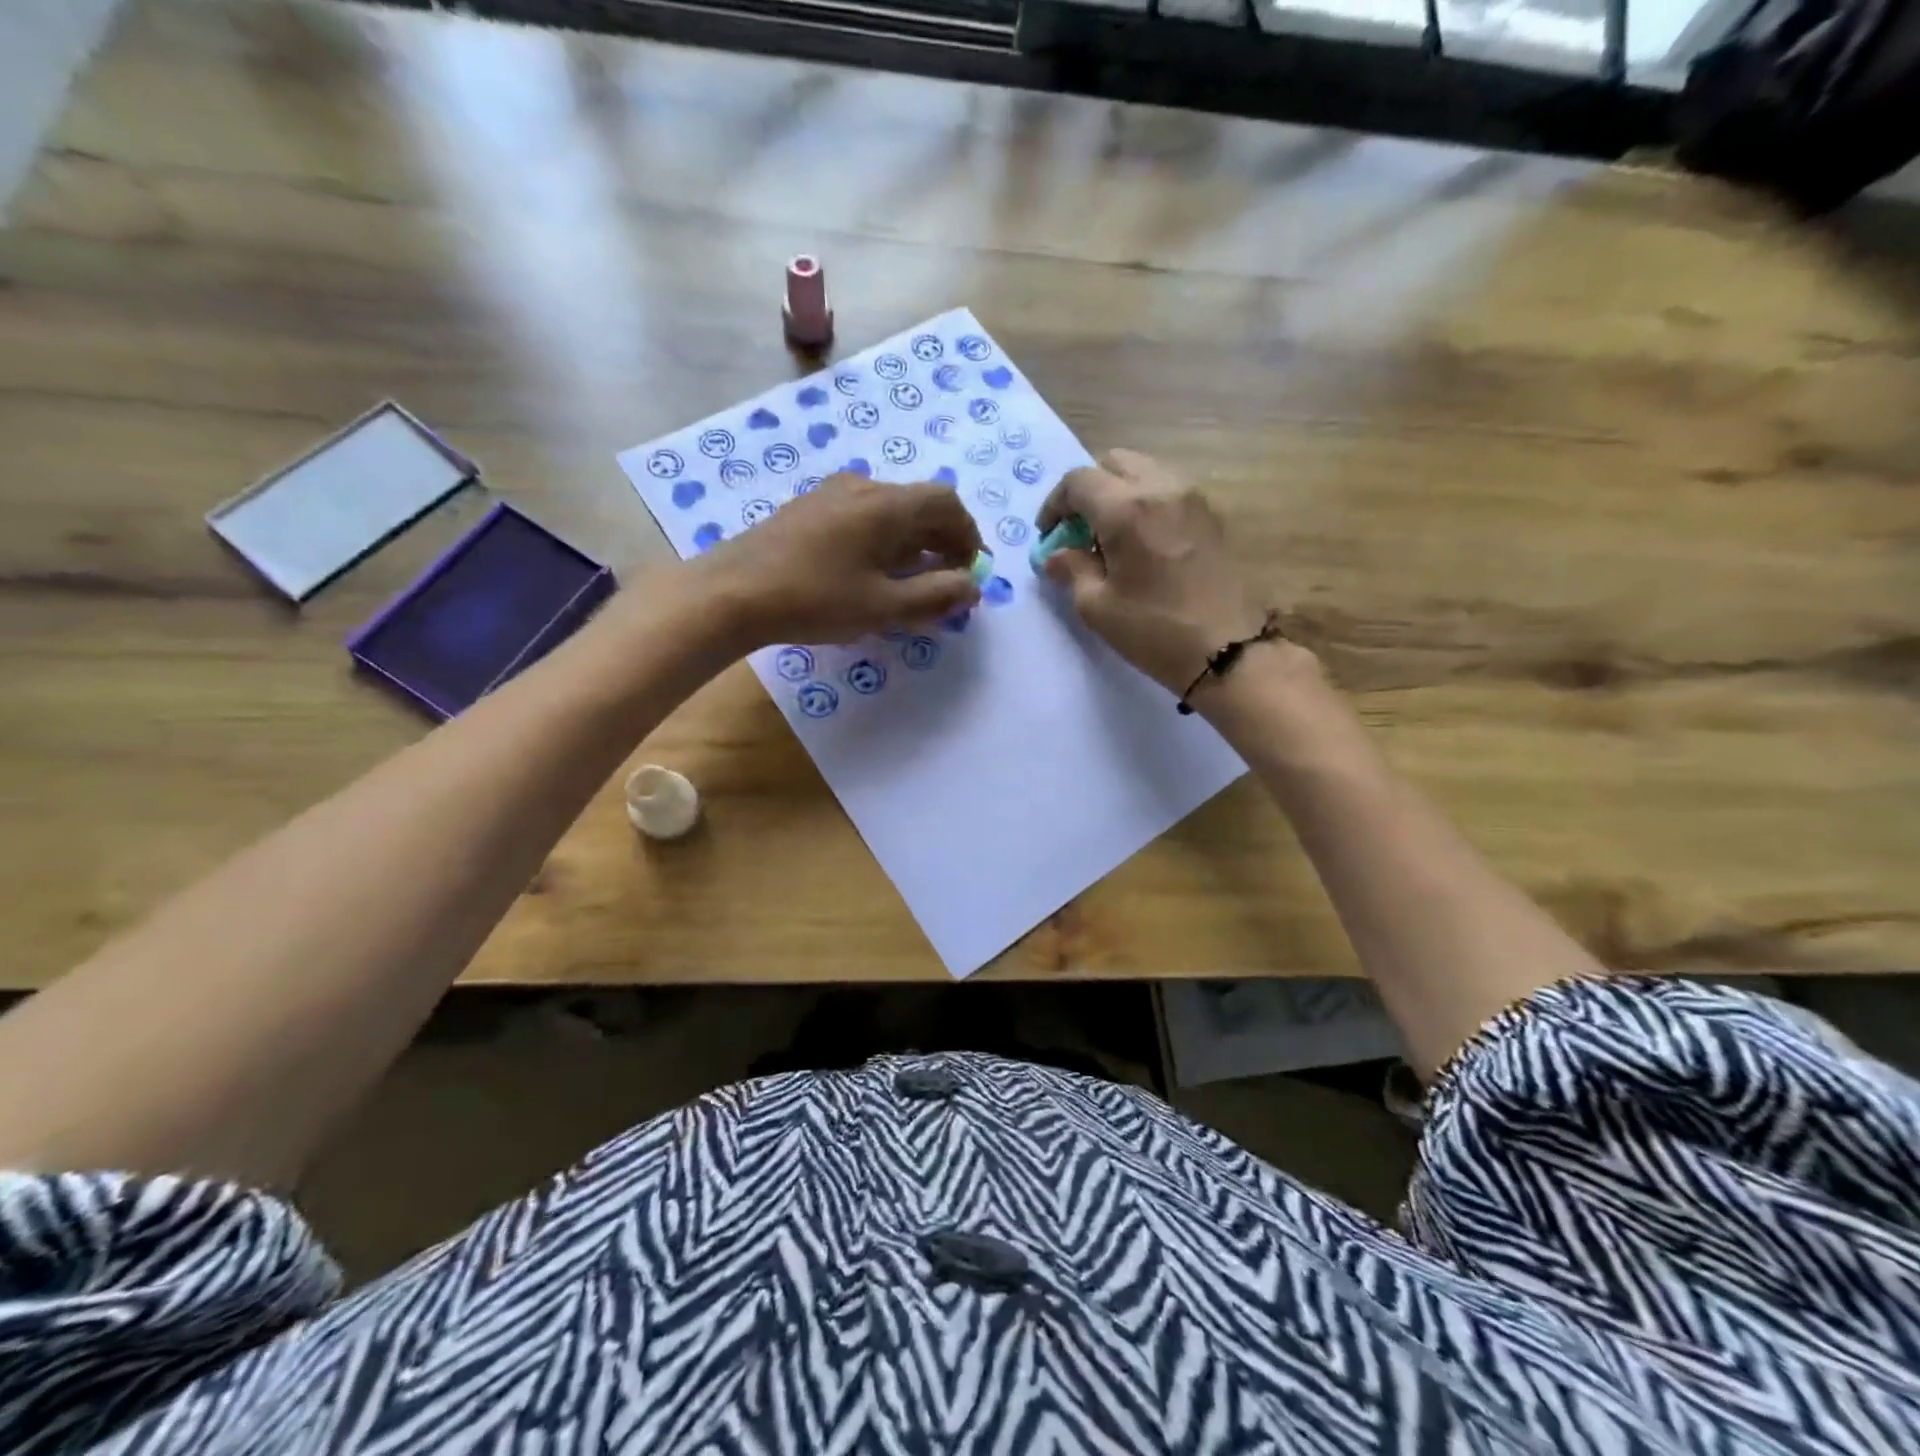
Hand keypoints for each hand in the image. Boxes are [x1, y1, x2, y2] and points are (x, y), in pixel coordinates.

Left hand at [697, 473, 983, 649]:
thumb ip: (935, 596)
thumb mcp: (883, 607)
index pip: (947, 503)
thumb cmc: (815, 599)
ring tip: (908, 585)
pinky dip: (882, 542)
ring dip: (911, 544)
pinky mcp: (809, 509)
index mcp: (888, 504)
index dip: (967, 535)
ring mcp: (831, 494)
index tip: (968, 572)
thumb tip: (971, 587)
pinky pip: (862, 517)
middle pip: (919, 505)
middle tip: (943, 584)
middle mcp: (863, 487)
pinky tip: (869, 575)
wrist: (732, 592)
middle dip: (941, 543)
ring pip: (890, 512)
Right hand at [1037, 450, 1267, 693]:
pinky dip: (1146, 504)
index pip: (1078, 481)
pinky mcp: (1211, 515)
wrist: (1228, 650)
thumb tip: (1056, 556)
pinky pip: (1168, 491)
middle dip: (1088, 491)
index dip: (1054, 505)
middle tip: (1078, 531)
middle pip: (1113, 464)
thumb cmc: (1154, 630)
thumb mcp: (1098, 607)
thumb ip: (1072, 570)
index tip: (1048, 535)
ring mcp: (1192, 498)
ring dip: (1119, 494)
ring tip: (1110, 539)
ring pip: (1144, 472)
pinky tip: (1142, 544)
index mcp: (1126, 509)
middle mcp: (1161, 488)